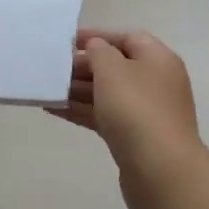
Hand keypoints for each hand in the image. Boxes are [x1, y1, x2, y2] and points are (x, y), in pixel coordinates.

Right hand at [47, 29, 205, 208]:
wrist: (160, 171)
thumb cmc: (136, 109)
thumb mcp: (113, 70)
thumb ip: (99, 52)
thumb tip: (95, 48)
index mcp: (158, 59)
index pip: (127, 39)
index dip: (98, 37)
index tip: (68, 42)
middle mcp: (155, 82)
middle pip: (116, 67)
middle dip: (84, 67)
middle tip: (53, 69)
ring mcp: (146, 112)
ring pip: (108, 94)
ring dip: (78, 91)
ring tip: (47, 90)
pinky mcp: (134, 138)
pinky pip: (104, 116)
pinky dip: (82, 111)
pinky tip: (54, 110)